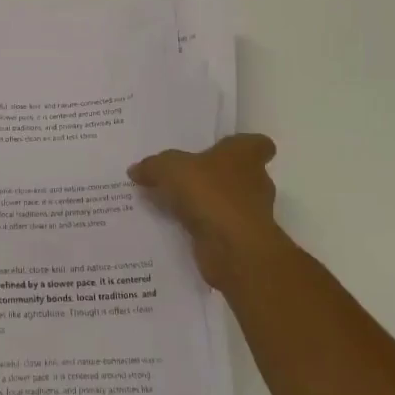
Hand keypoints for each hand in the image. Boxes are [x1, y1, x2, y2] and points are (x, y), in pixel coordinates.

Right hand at [129, 133, 282, 294]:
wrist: (233, 249)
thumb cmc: (210, 193)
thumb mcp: (169, 169)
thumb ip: (152, 166)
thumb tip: (135, 169)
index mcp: (244, 156)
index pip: (258, 145)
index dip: (244, 146)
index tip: (223, 149)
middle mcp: (254, 183)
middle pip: (240, 174)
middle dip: (216, 176)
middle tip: (186, 176)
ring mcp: (250, 214)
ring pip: (227, 202)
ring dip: (207, 204)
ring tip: (174, 203)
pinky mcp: (239, 240)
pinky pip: (217, 228)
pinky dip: (202, 228)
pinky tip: (175, 227)